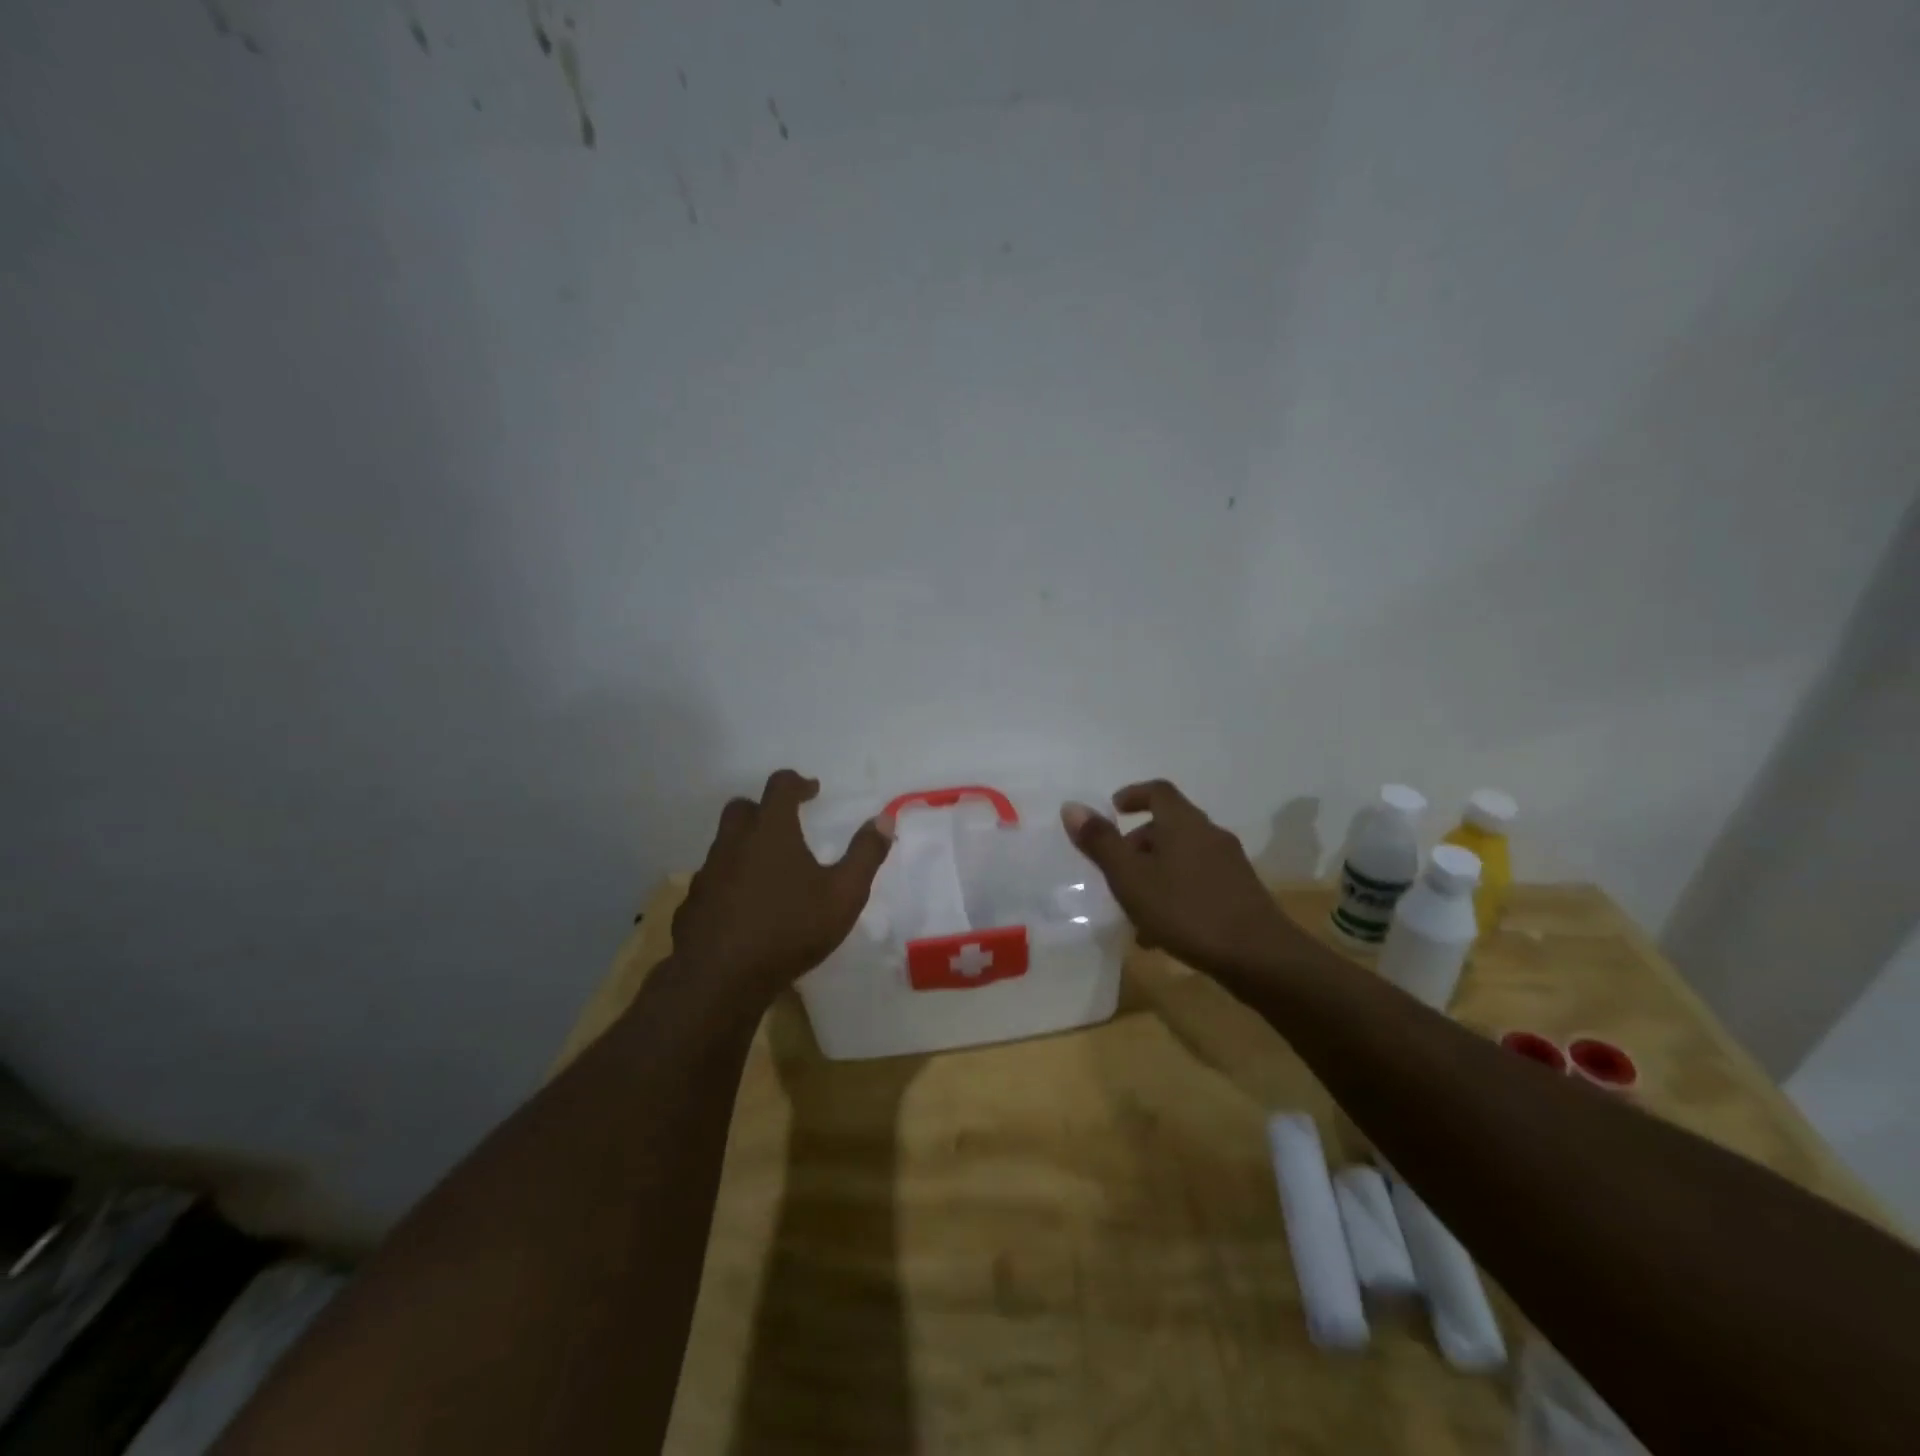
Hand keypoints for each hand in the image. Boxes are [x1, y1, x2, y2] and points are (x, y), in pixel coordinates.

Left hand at [671, 770, 894, 996]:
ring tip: (770, 870)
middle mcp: (734, 843)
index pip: (780, 787)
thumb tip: (883, 820)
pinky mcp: (692, 904)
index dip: (797, 782)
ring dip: (745, 845)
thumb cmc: (789, 929)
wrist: (719, 979)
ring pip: (724, 844)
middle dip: (764, 808)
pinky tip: (745, 906)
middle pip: (742, 808)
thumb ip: (865, 854)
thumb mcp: (844, 894)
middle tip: (785, 824)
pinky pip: (712, 879)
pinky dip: (730, 880)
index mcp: (771, 831)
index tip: (812, 790)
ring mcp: (707, 873)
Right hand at [1062, 780, 1309, 979]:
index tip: (1114, 808)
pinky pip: (1197, 882)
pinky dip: (1174, 894)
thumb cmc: (1186, 909)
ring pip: (1182, 858)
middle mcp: (1209, 835)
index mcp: (1183, 823)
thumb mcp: (1131, 877)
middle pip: (1169, 826)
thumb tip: (1072, 806)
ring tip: (1133, 910)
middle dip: (1138, 843)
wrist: (1259, 956)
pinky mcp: (1240, 893)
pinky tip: (1161, 933)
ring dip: (1155, 874)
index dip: (1134, 794)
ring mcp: (1229, 864)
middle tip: (1115, 869)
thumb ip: (1101, 842)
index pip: (1158, 791)